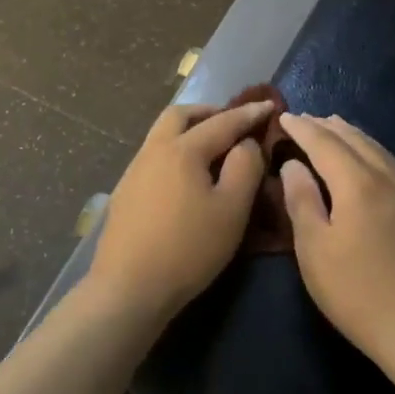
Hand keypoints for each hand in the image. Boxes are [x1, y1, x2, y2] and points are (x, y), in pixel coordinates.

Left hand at [87, 99, 274, 320]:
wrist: (128, 288)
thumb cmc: (188, 248)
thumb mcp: (232, 209)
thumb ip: (245, 168)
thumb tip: (246, 144)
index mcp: (183, 149)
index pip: (222, 122)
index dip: (248, 114)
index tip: (269, 106)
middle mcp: (154, 150)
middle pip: (180, 116)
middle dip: (209, 112)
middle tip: (232, 123)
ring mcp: (134, 171)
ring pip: (162, 135)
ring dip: (189, 130)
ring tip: (212, 148)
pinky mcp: (125, 193)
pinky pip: (154, 156)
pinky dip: (175, 152)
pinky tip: (186, 177)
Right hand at [278, 114, 394, 367]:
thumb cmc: (357, 292)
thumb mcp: (314, 250)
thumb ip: (302, 200)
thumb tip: (294, 164)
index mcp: (357, 184)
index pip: (325, 143)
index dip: (302, 128)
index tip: (283, 116)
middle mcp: (387, 177)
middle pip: (355, 139)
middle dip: (327, 126)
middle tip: (305, 119)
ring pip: (377, 149)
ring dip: (352, 135)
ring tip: (334, 128)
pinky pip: (391, 164)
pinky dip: (371, 151)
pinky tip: (367, 160)